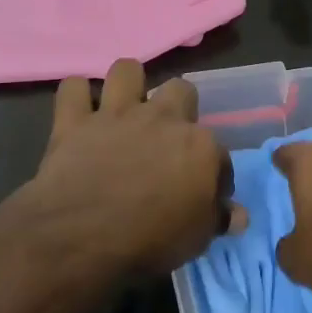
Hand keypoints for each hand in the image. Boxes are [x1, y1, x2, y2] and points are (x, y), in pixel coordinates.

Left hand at [23, 58, 244, 274]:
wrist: (81, 236)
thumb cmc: (149, 242)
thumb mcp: (196, 240)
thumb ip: (217, 218)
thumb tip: (237, 215)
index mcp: (199, 146)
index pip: (218, 152)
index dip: (213, 173)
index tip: (204, 192)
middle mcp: (162, 118)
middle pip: (181, 90)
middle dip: (177, 107)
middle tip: (166, 138)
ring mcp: (116, 114)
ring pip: (127, 70)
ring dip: (127, 86)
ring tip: (123, 109)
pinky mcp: (75, 119)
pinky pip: (73, 88)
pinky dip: (76, 97)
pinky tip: (79, 112)